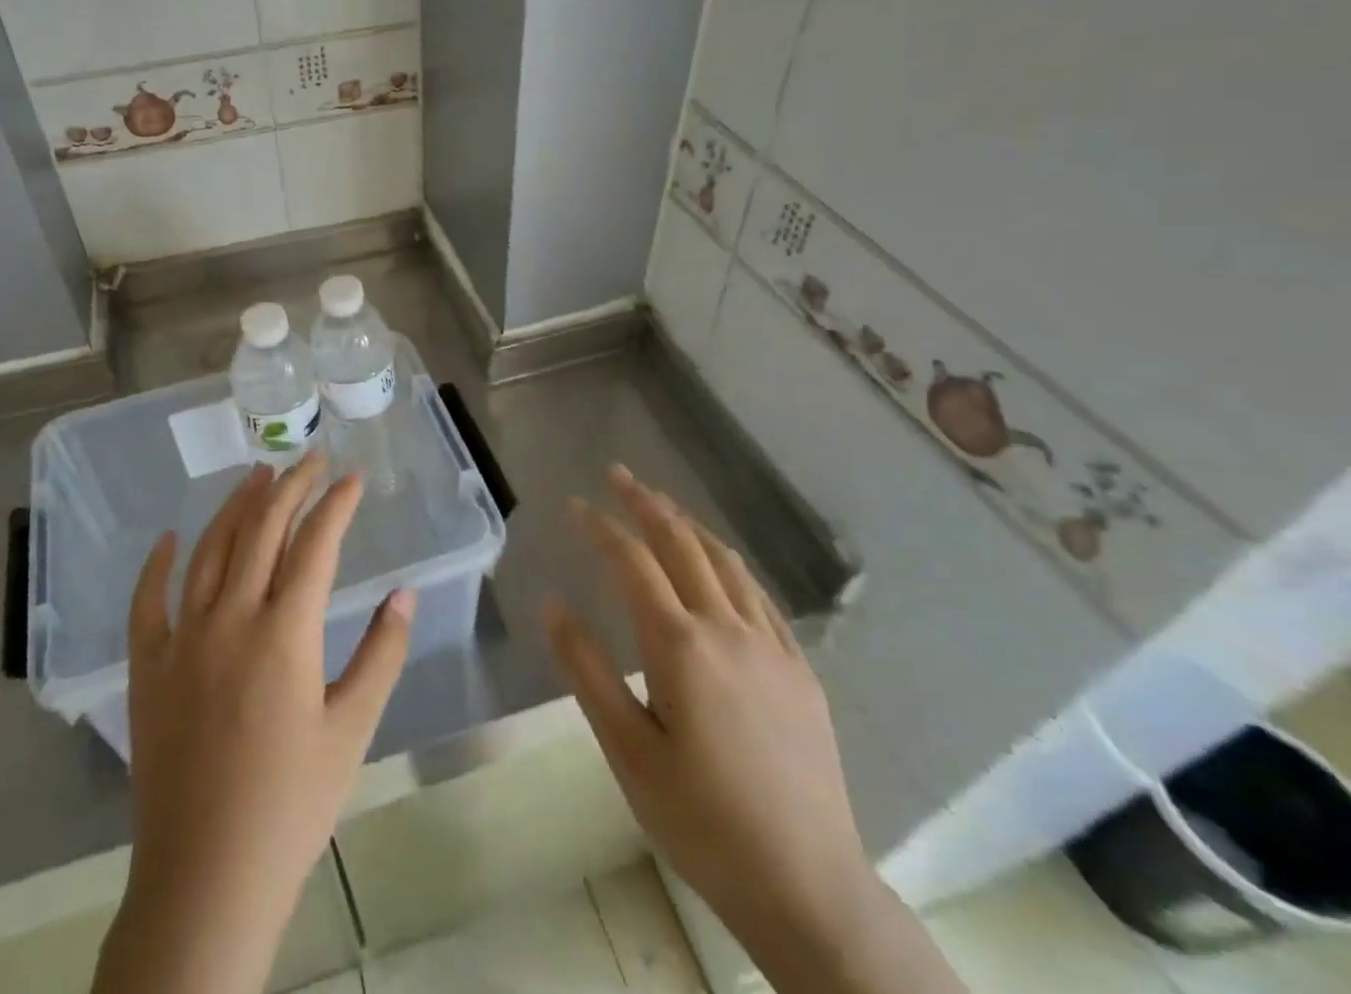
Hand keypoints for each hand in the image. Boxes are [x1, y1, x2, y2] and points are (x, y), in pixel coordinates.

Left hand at [94, 454, 413, 993]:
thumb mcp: (352, 730)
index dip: (337, 504)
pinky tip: (169, 538)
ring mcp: (181, 640)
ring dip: (235, 507)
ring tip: (258, 475)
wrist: (205, 879)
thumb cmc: (292, 805)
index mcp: (284, 633)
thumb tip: (404, 593)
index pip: (316, 544)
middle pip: (262, 531)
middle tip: (311, 459)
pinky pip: (147, 602)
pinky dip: (156, 564)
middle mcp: (229, 619)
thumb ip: (382, 654)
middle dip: (291, 487)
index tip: (353, 477)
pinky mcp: (147, 668)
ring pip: (209, 551)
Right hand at [545, 465, 871, 944]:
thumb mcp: (626, 749)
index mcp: (679, 644)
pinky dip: (729, 563)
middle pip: (681, 544)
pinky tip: (720, 564)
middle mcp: (726, 628)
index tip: (575, 504)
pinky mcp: (799, 668)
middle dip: (646, 502)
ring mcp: (770, 645)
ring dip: (688, 524)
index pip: (632, 561)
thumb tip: (552, 602)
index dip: (601, 526)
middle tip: (618, 474)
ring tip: (662, 503)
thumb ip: (585, 669)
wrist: (806, 885)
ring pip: (724, 561)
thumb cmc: (699, 819)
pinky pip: (759, 594)